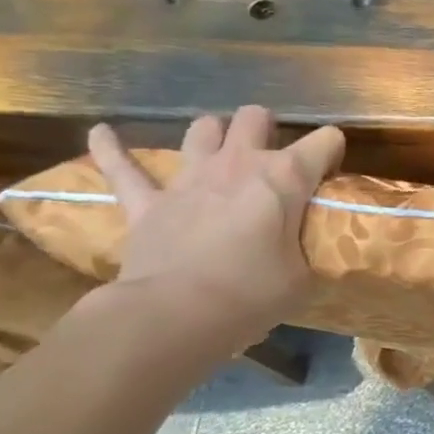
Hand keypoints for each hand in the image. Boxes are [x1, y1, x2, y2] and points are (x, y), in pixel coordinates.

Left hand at [87, 106, 344, 343]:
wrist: (174, 315)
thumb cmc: (252, 293)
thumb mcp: (304, 275)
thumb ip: (309, 248)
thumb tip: (310, 247)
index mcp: (286, 177)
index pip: (325, 141)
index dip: (332, 153)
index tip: (329, 178)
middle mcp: (239, 163)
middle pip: (255, 117)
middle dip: (267, 130)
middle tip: (273, 158)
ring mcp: (189, 179)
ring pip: (203, 129)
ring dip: (215, 135)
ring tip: (221, 152)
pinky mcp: (147, 203)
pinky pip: (122, 167)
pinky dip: (112, 148)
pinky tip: (102, 132)